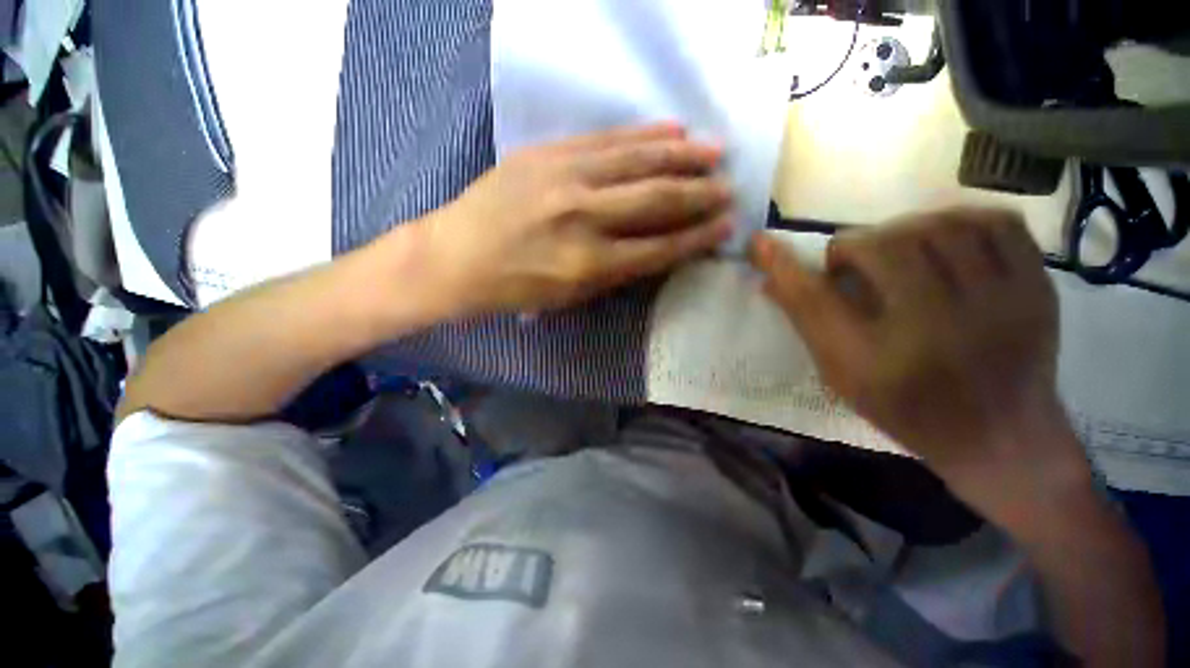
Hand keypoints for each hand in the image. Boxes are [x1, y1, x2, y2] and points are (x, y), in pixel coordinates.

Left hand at [415, 123, 733, 315]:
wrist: (456, 256)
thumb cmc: (516, 288)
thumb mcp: (571, 296)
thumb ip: (617, 272)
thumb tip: (660, 249)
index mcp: (589, 264)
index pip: (659, 247)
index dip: (697, 238)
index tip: (725, 227)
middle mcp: (584, 217)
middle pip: (656, 200)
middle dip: (699, 194)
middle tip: (729, 188)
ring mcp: (565, 178)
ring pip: (638, 161)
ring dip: (682, 156)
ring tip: (714, 152)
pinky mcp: (548, 152)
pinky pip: (606, 139)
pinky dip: (643, 135)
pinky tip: (672, 130)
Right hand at [750, 209, 1092, 524]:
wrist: (1003, 436)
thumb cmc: (908, 410)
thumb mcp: (843, 376)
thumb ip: (807, 323)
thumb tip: (770, 278)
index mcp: (879, 364)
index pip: (815, 300)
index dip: (783, 265)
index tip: (760, 242)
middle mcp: (940, 331)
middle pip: (884, 248)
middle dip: (854, 246)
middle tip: (851, 262)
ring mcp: (1002, 305)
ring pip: (939, 225)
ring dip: (903, 230)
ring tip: (898, 251)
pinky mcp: (1039, 288)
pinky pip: (995, 222)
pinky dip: (959, 219)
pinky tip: (946, 240)